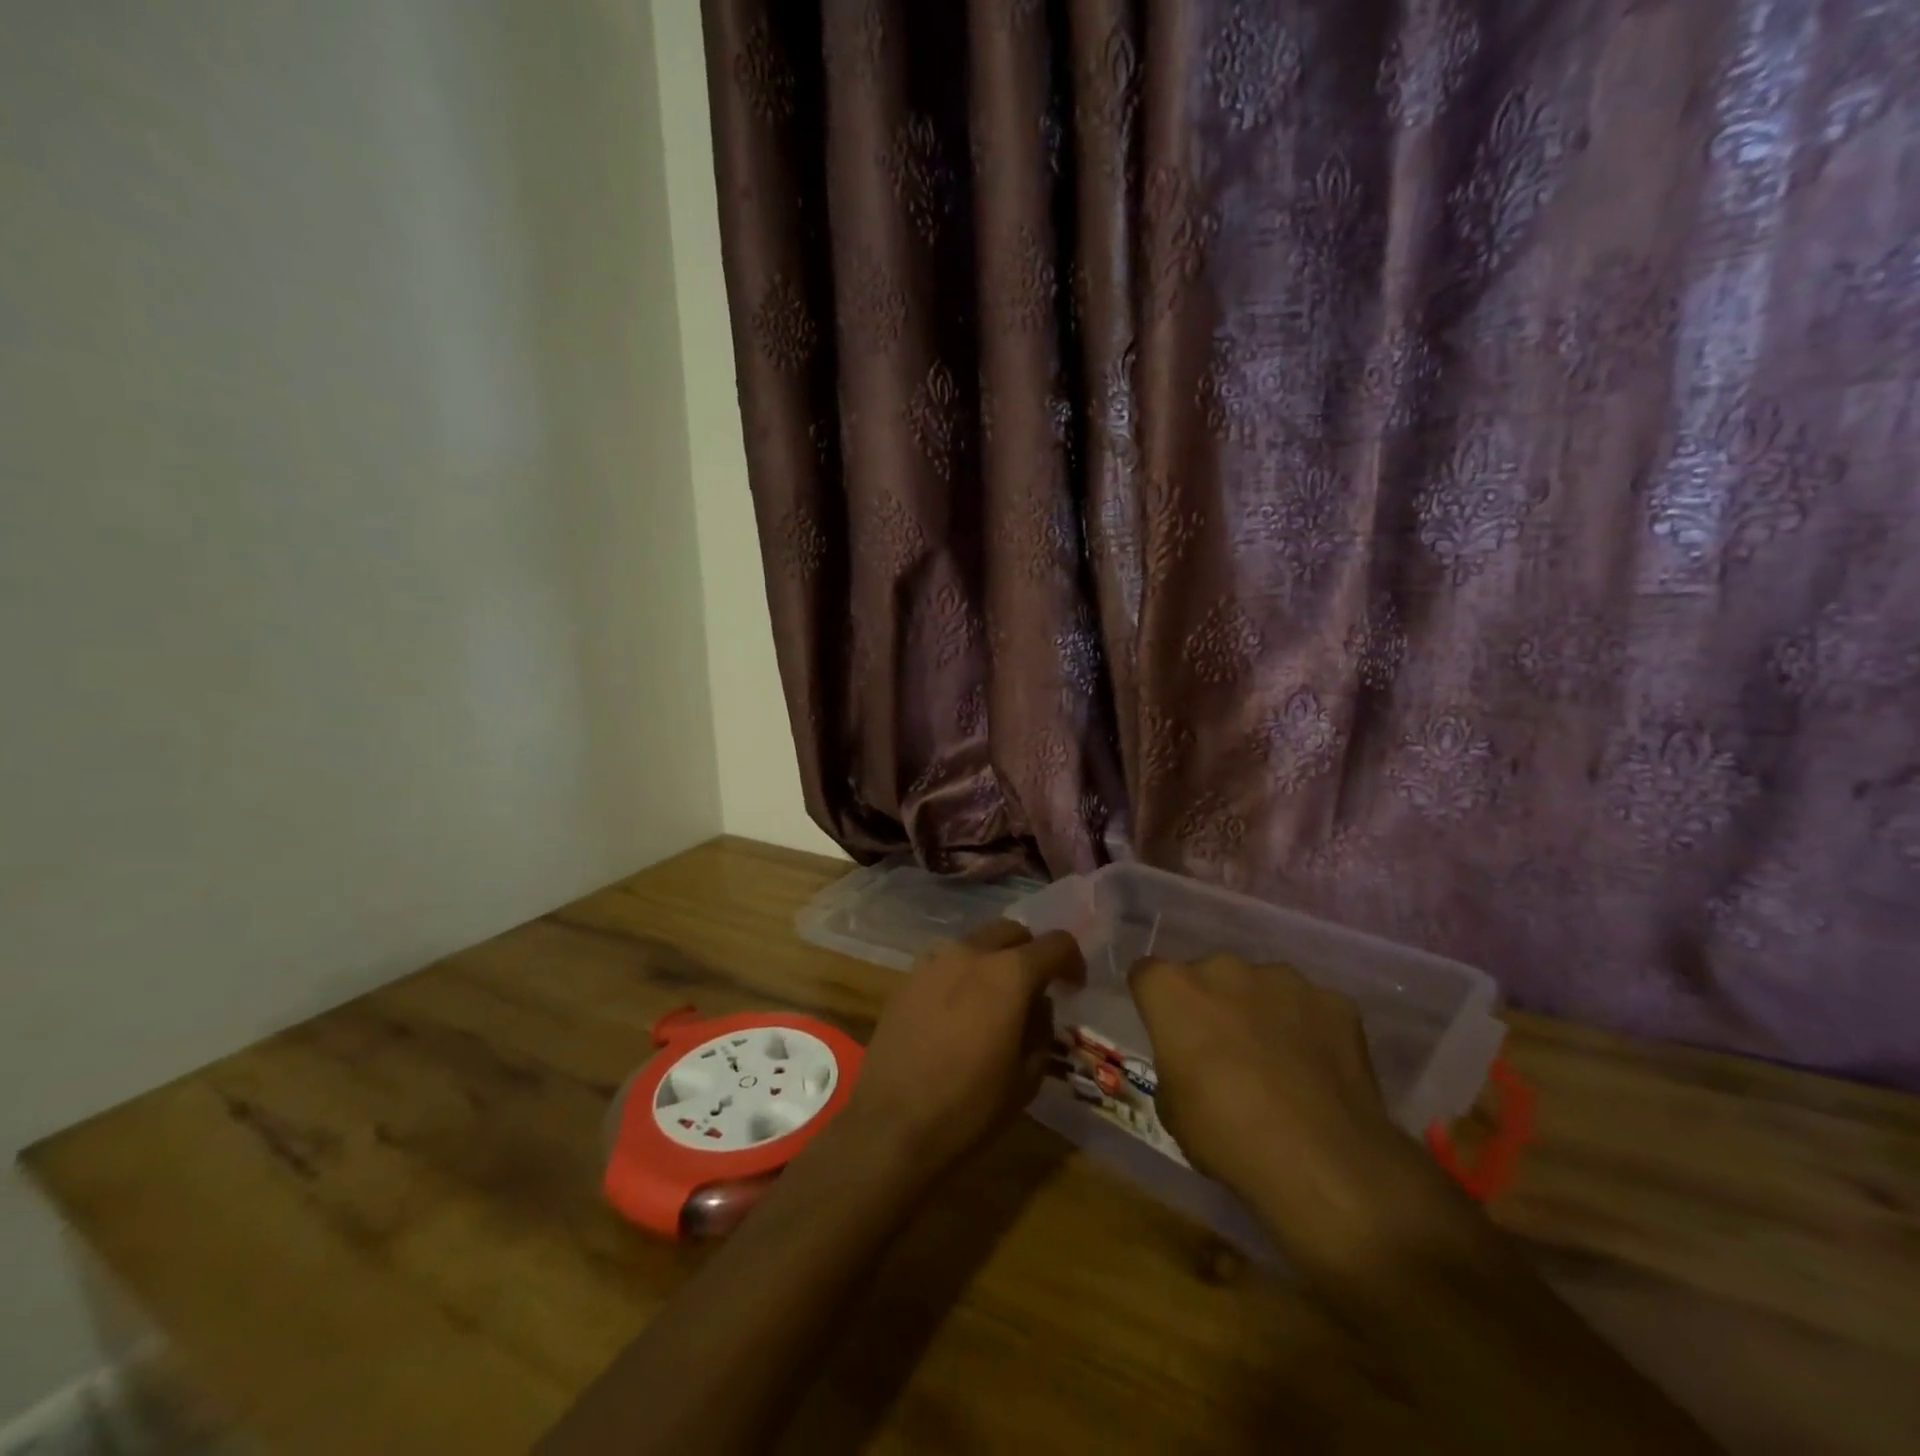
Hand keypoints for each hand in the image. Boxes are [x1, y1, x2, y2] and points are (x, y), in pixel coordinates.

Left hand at [842, 920, 1083, 1180]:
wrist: (892, 1124)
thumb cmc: (970, 1106)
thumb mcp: (1027, 1076)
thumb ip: (1041, 1028)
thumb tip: (1036, 1004)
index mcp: (1010, 973)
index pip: (1055, 943)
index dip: (1072, 961)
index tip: (1074, 986)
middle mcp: (971, 953)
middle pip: (1012, 931)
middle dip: (1030, 952)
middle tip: (1035, 987)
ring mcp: (934, 962)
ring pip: (976, 943)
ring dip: (994, 960)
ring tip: (994, 999)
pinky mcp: (907, 978)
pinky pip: (945, 963)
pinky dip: (962, 975)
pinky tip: (958, 1011)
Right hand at [1130, 953, 1425, 1249]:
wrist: (1323, 1166)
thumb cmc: (1226, 1137)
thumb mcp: (1171, 1109)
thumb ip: (1174, 1062)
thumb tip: (1192, 1060)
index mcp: (1174, 989)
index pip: (1148, 975)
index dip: (1156, 1003)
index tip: (1167, 1032)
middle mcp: (1224, 968)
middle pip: (1207, 976)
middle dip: (1212, 1004)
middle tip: (1224, 1051)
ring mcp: (1283, 979)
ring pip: (1261, 986)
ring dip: (1261, 1012)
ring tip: (1279, 1063)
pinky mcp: (1334, 1001)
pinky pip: (1312, 1009)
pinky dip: (1310, 1030)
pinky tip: (1319, 1073)